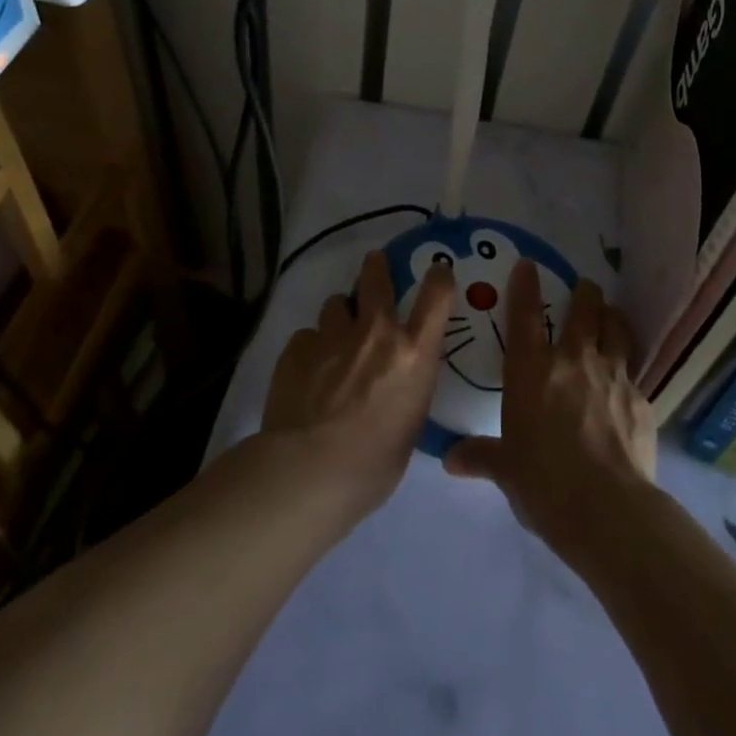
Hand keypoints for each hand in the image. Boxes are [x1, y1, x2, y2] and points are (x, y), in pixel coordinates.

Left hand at [261, 250, 451, 518]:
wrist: (309, 471)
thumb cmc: (374, 464)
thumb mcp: (410, 422)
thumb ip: (406, 387)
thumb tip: (397, 382)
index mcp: (414, 353)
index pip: (437, 295)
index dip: (438, 277)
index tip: (437, 271)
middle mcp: (376, 333)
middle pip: (376, 278)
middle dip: (376, 268)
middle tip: (374, 264)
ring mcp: (333, 335)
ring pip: (335, 305)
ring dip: (339, 317)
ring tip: (334, 339)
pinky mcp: (297, 347)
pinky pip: (307, 336)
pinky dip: (310, 348)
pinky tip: (306, 373)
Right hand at [443, 262, 655, 545]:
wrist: (608, 510)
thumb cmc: (544, 484)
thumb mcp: (506, 470)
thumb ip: (481, 457)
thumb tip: (451, 460)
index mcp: (532, 371)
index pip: (525, 315)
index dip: (525, 285)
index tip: (528, 264)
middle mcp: (574, 360)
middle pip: (584, 308)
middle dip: (584, 292)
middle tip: (583, 287)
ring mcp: (614, 375)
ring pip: (617, 327)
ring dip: (612, 317)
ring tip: (609, 316)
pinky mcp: (642, 398)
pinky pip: (635, 372)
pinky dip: (629, 368)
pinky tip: (627, 383)